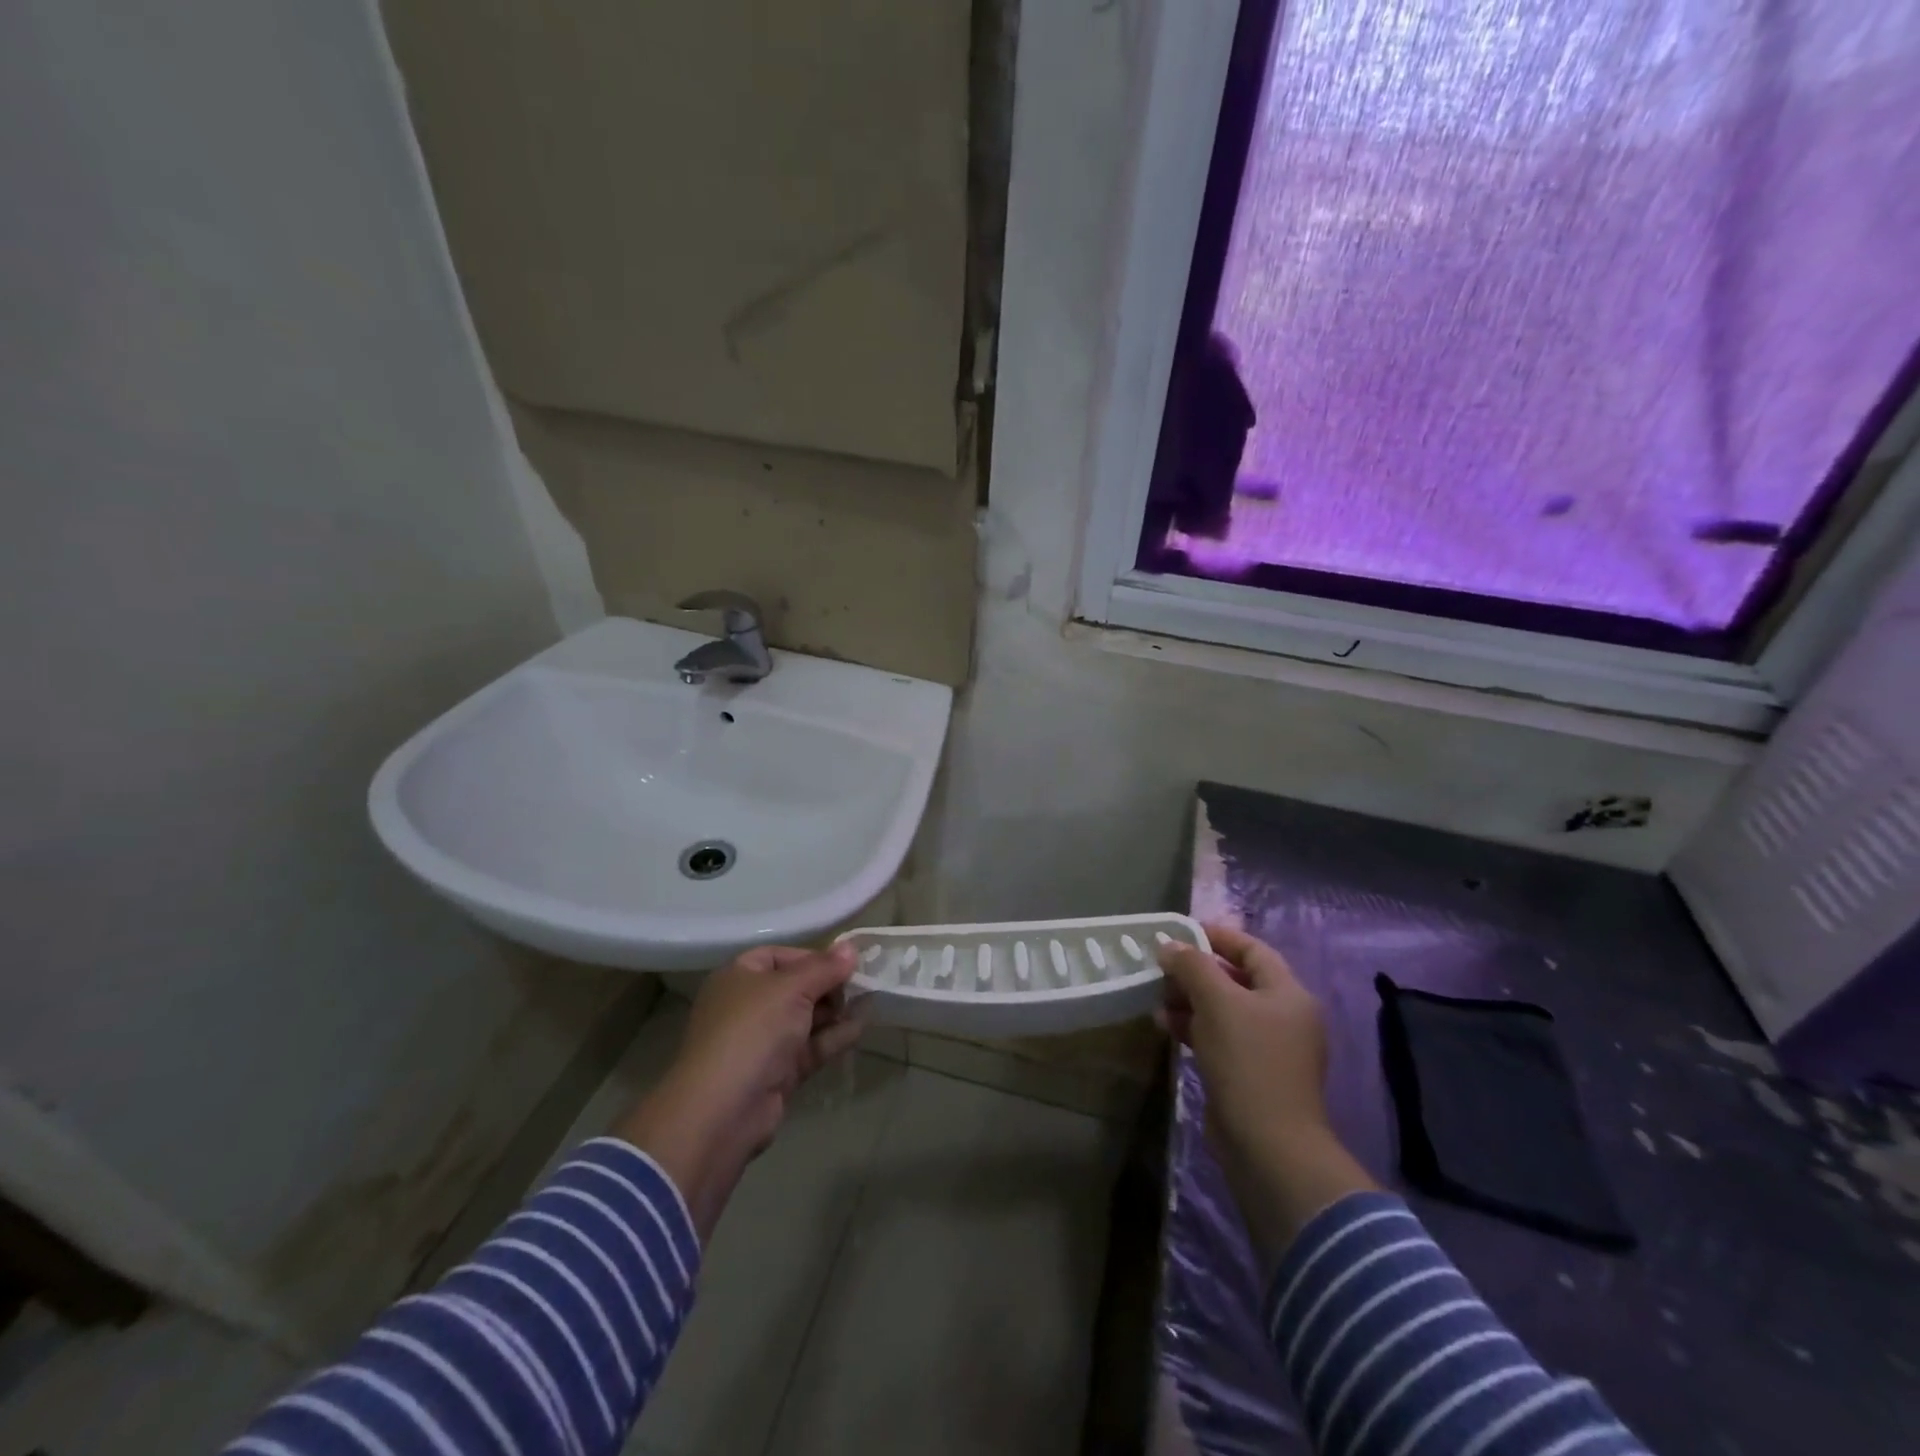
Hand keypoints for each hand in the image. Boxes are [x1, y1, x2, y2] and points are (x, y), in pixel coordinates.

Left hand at [618, 944, 862, 1239]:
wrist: (723, 1110)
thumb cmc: (753, 1031)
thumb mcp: (791, 989)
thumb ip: (824, 968)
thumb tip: (851, 948)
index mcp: (739, 977)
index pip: (779, 956)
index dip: (812, 957)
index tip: (845, 963)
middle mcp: (747, 1006)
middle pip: (795, 987)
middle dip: (828, 985)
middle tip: (861, 984)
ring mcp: (762, 1042)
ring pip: (806, 1019)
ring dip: (836, 1011)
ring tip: (870, 1001)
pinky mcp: (778, 1072)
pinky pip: (810, 1047)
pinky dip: (834, 1036)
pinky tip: (862, 1026)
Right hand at [1160, 924, 1375, 1271]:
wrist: (1268, 1145)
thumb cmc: (1248, 1061)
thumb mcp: (1217, 1003)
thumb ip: (1192, 966)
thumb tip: (1169, 944)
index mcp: (1287, 993)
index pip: (1252, 949)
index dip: (1217, 936)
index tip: (1180, 931)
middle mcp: (1283, 1016)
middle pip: (1235, 979)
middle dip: (1196, 971)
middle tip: (1161, 967)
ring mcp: (1268, 1048)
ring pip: (1223, 1009)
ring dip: (1189, 1000)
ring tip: (1156, 998)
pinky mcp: (1250, 1074)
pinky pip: (1219, 1037)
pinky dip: (1194, 1027)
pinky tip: (1165, 1027)